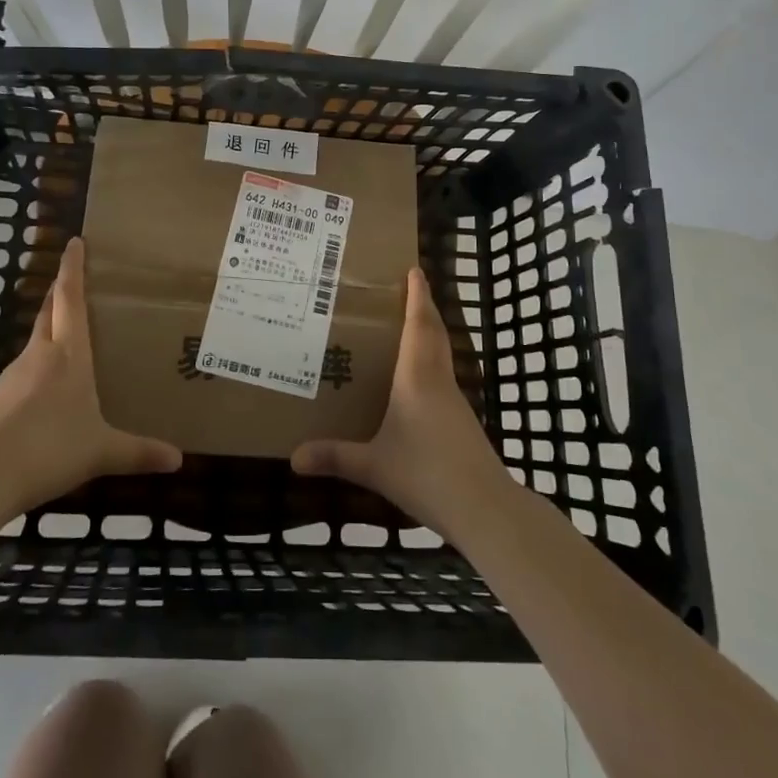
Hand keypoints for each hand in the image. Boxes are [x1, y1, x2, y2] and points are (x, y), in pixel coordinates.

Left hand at [0, 238, 181, 519]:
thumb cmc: (50, 449)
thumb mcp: (101, 452)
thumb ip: (138, 453)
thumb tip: (178, 460)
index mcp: (68, 355)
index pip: (70, 298)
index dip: (73, 268)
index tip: (75, 242)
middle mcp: (38, 355)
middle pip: (48, 312)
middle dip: (59, 292)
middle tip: (73, 280)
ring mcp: (11, 376)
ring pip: (34, 343)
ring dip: (49, 333)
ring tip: (69, 342)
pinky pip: (21, 375)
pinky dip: (36, 371)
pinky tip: (45, 396)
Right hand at [291, 267, 513, 539]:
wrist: (484, 507)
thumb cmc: (426, 473)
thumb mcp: (374, 466)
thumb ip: (335, 457)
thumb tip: (293, 458)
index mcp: (417, 378)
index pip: (418, 325)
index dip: (417, 296)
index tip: (414, 269)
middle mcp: (438, 380)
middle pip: (434, 332)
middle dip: (424, 307)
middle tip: (410, 288)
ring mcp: (455, 400)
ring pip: (442, 353)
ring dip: (429, 333)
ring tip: (408, 326)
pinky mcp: (462, 421)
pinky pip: (443, 376)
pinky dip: (431, 362)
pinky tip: (416, 380)